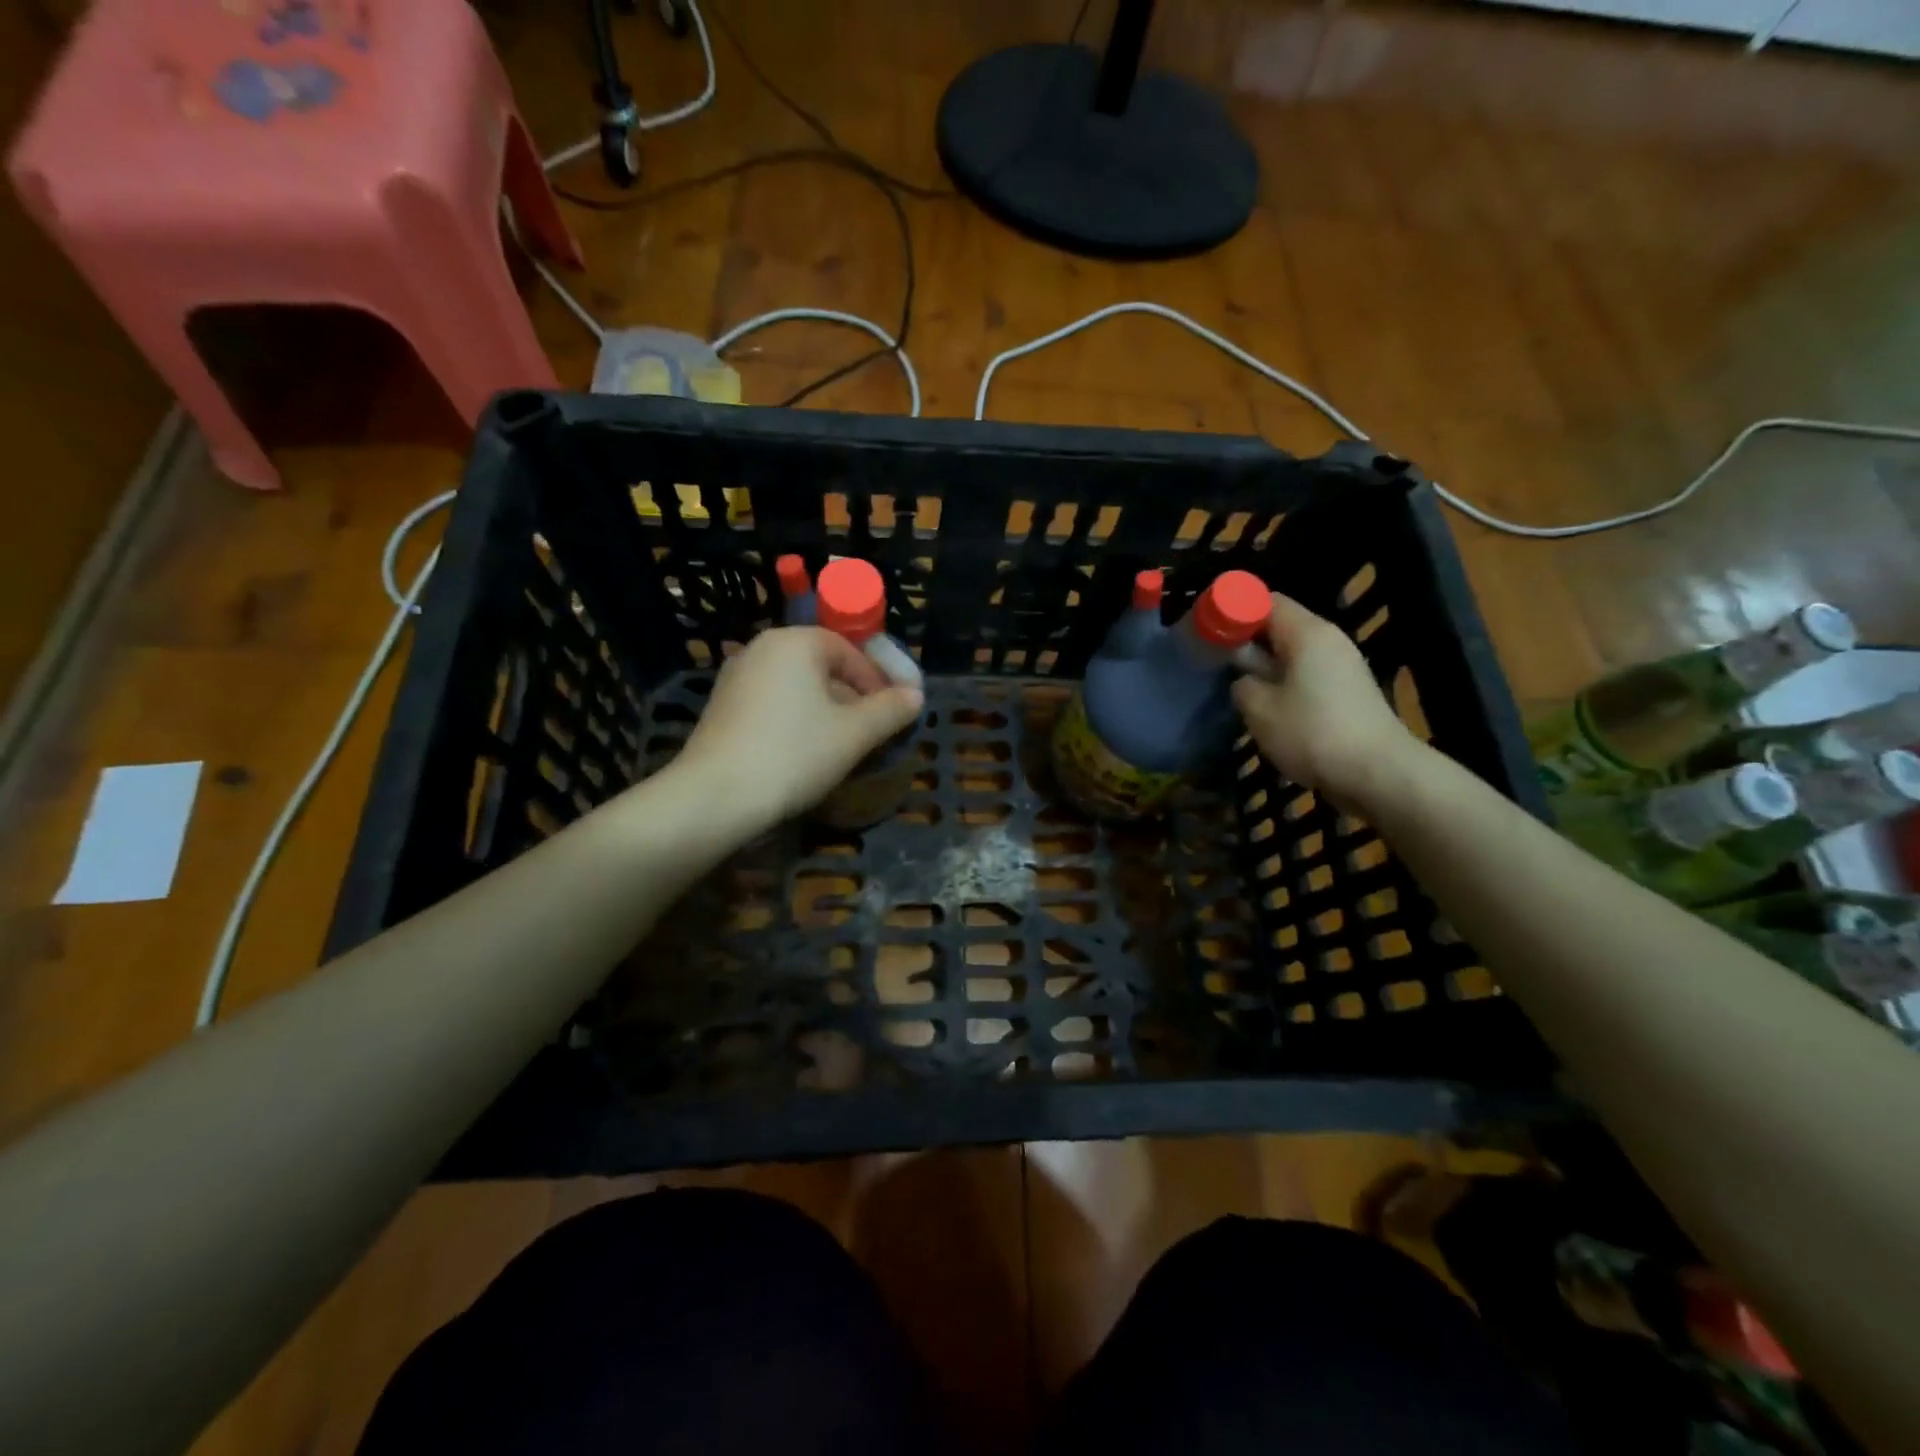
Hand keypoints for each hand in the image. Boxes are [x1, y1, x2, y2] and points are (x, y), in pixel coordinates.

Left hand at [671, 627, 923, 829]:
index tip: (891, 714)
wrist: (715, 797)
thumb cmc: (793, 754)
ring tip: (840, 747)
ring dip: (824, 712)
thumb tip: (915, 696)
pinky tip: (802, 754)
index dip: (876, 681)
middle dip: (851, 698)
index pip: (848, 650)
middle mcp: (761, 649)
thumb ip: (890, 710)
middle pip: (821, 667)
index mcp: (794, 642)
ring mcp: (736, 678)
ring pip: (797, 688)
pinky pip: (772, 704)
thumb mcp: (854, 734)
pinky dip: (795, 721)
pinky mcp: (721, 707)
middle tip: (869, 733)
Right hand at [1230, 593, 1422, 809]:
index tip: (1210, 632)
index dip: (1235, 611)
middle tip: (1218, 663)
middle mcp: (1329, 640)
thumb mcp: (1259, 709)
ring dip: (1266, 667)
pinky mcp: (1349, 692)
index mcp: (1307, 633)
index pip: (1266, 601)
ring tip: (1241, 690)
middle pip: (1281, 626)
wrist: (1378, 773)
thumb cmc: (1312, 733)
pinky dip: (1285, 683)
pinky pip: (1308, 674)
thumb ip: (1242, 684)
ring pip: (1294, 653)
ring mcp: (1344, 666)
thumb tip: (1244, 680)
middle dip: (1248, 641)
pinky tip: (1271, 709)